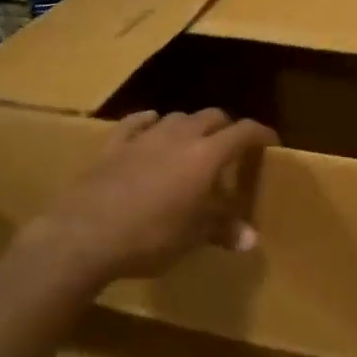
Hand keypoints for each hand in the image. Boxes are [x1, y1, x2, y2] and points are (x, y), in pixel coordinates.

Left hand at [31, 110, 277, 283]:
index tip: (271, 143)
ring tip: (194, 144)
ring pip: (176, 117)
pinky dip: (150, 123)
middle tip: (232, 149)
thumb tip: (251, 239)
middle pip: (212, 116)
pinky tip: (152, 127)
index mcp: (206, 157)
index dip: (261, 134)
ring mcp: (144, 137)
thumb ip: (223, 230)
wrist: (84, 235)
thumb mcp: (192, 238)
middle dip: (226, 128)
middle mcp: (179, 137)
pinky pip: (137, 123)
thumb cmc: (150, 238)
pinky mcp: (113, 145)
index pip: (243, 132)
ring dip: (191, 126)